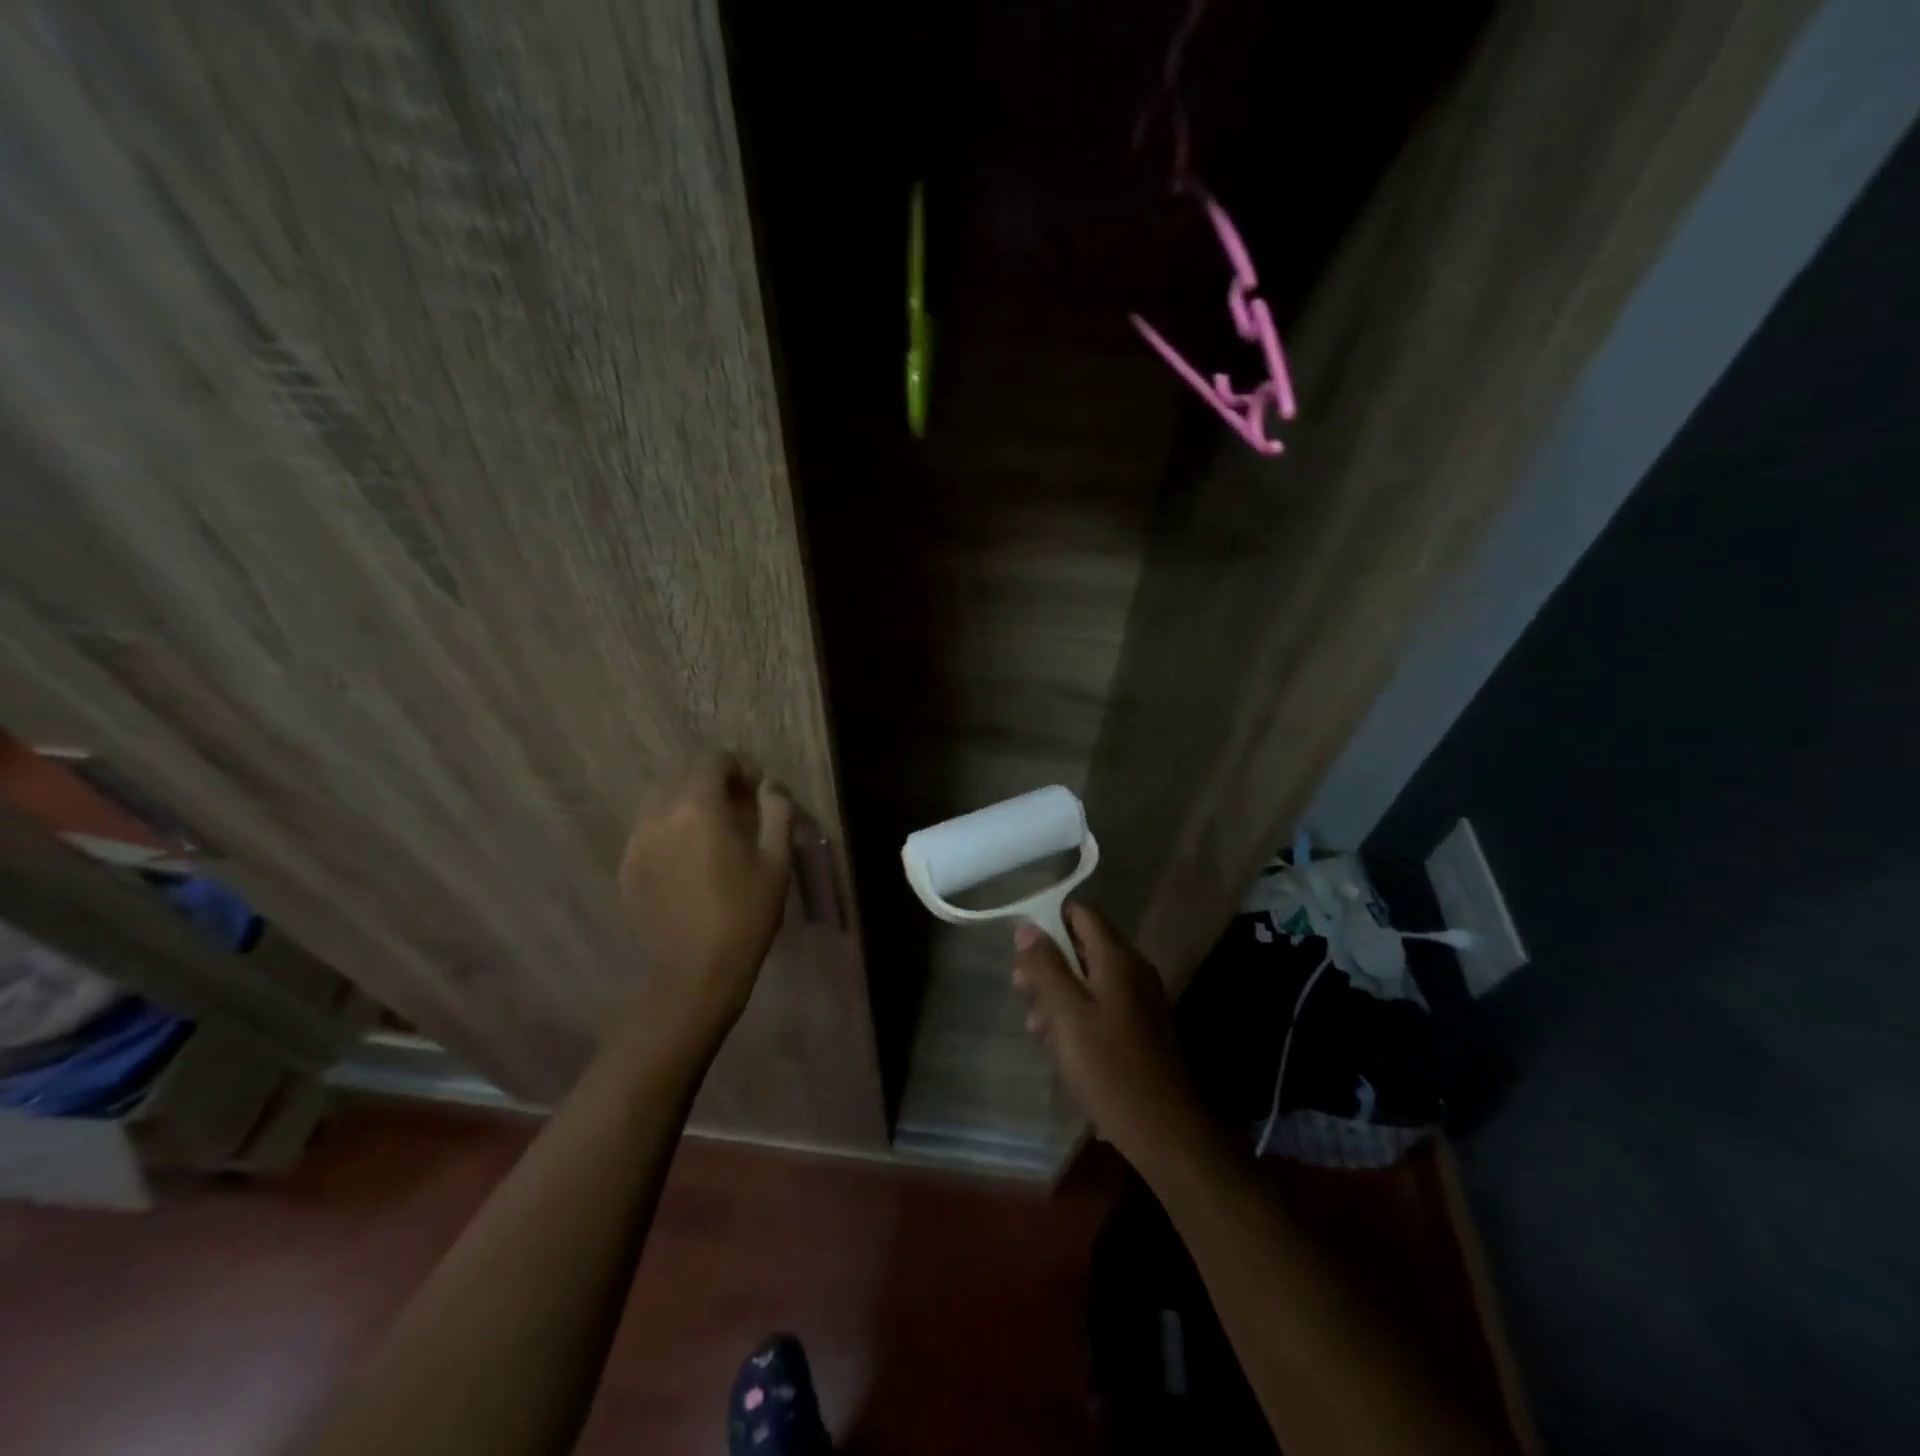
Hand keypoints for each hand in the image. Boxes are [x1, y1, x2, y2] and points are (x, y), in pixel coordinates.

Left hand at [617, 751, 793, 1045]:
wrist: (696, 971)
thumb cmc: (745, 914)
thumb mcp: (776, 861)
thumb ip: (776, 812)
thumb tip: (770, 785)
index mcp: (699, 808)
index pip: (712, 760)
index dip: (739, 765)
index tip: (758, 787)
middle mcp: (660, 815)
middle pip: (681, 771)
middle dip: (711, 776)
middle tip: (737, 801)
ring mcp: (637, 841)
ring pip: (658, 796)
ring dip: (686, 797)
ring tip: (711, 825)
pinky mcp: (627, 866)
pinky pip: (647, 827)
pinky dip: (669, 824)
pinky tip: (689, 853)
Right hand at [1011, 903, 1206, 1169]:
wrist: (1163, 1129)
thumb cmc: (1108, 1066)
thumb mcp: (1066, 1013)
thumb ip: (1046, 967)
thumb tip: (1027, 927)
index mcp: (1117, 958)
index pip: (1082, 914)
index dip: (1049, 921)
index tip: (1021, 947)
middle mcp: (1133, 970)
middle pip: (1084, 947)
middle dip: (1049, 963)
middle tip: (1021, 989)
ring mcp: (1139, 1000)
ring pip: (1090, 979)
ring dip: (1059, 993)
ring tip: (1035, 1026)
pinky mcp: (1139, 1028)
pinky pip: (1101, 1005)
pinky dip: (1077, 1014)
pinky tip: (1059, 1045)